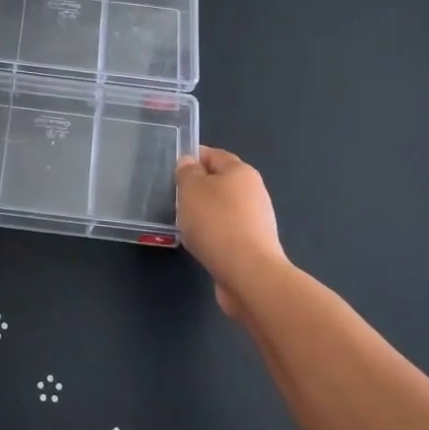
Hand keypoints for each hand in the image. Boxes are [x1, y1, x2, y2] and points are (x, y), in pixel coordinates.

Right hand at [176, 146, 286, 315]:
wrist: (249, 275)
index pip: (213, 155)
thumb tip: (189, 163)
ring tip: (184, 224)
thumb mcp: (191, 189)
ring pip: (223, 209)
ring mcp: (257, 220)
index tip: (171, 171)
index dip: (191, 158)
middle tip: (175, 199)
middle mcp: (253, 191)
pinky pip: (227, 232)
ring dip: (205, 214)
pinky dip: (213, 235)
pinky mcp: (254, 246)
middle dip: (197, 189)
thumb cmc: (217, 223)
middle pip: (220, 182)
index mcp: (241, 171)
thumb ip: (187, 171)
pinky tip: (200, 245)